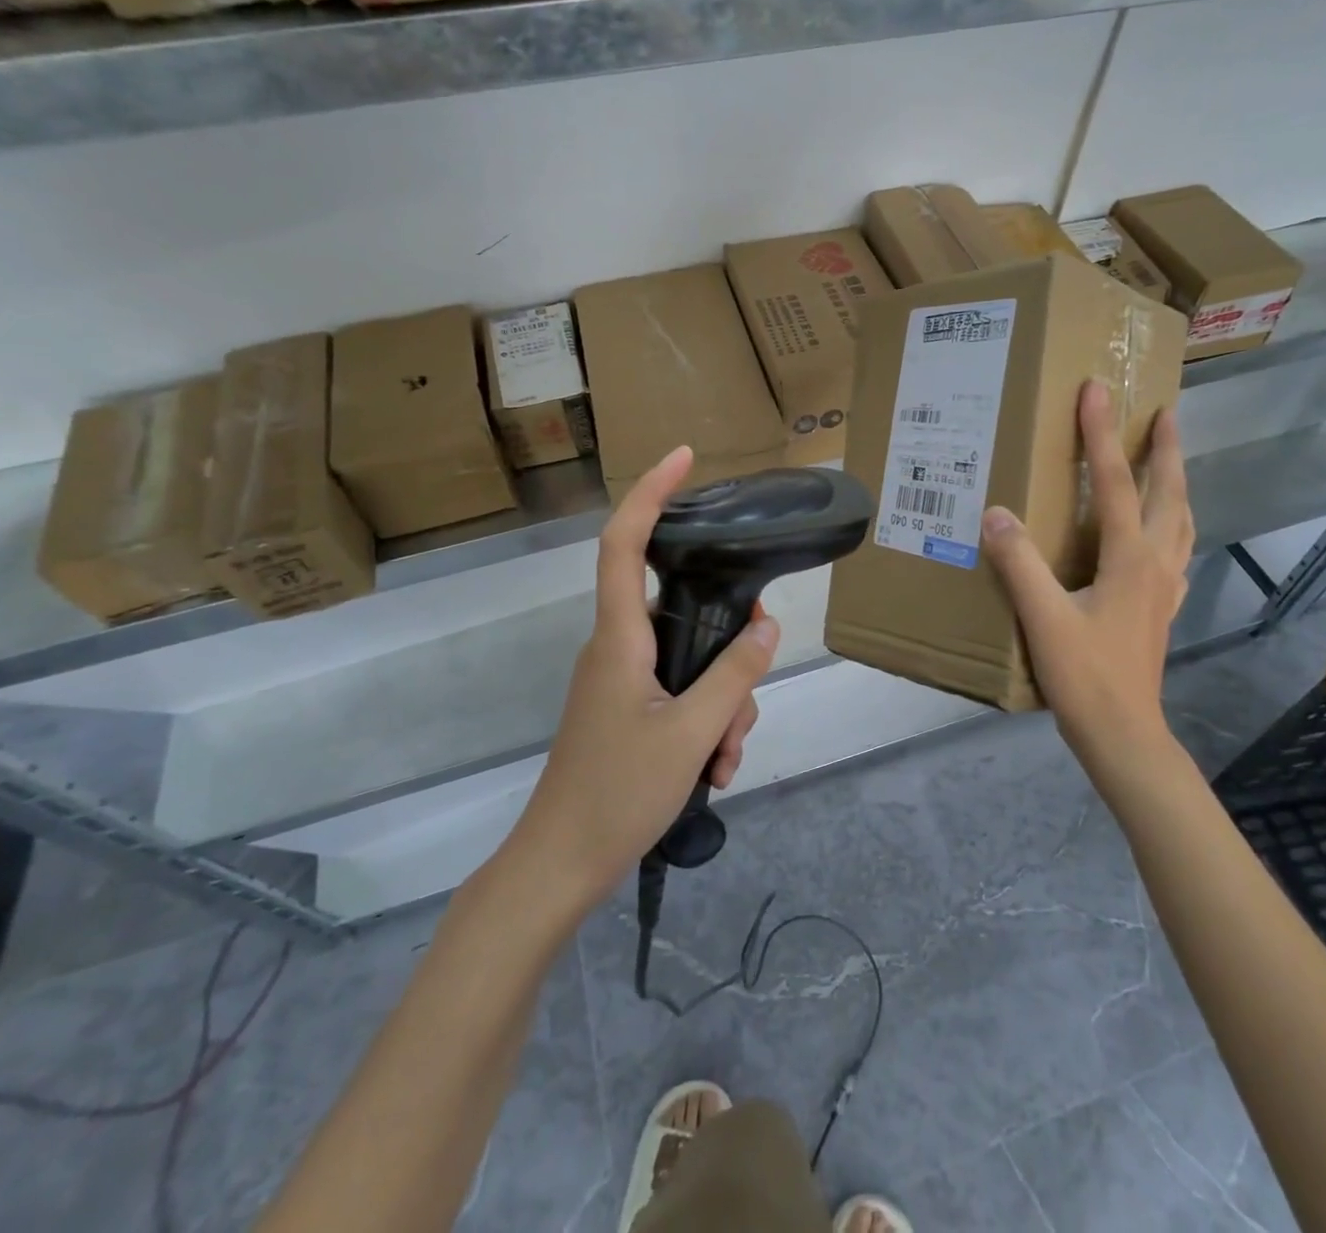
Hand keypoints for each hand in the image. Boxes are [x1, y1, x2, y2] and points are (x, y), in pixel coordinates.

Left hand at [512, 445, 779, 908]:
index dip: (650, 493)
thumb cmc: (616, 795)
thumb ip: (733, 675)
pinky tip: (713, 771)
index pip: (624, 543)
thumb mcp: (692, 734)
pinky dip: (705, 725)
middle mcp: (618, 649)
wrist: (560, 867)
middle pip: (684, 616)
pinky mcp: (628, 711)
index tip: (683, 458)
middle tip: (736, 718)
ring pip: (692, 663)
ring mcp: (622, 682)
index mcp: (620, 639)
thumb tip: (765, 625)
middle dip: (726, 659)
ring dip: (721, 707)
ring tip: (722, 762)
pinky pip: (680, 695)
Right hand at [980, 382, 1193, 785]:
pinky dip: (1173, 523)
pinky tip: (1162, 531)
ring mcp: (1165, 587)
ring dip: (1175, 482)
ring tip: (1167, 460)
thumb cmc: (1085, 676)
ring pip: (1180, 520)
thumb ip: (1020, 563)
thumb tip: (995, 512)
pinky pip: (1175, 549)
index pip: (1114, 482)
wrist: (1124, 734)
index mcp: (1130, 558)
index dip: (1100, 435)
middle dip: (1165, 449)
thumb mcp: (1043, 618)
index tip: (1095, 391)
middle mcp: (1156, 563)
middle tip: (1163, 412)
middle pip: (1168, 493)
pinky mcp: (1161, 608)